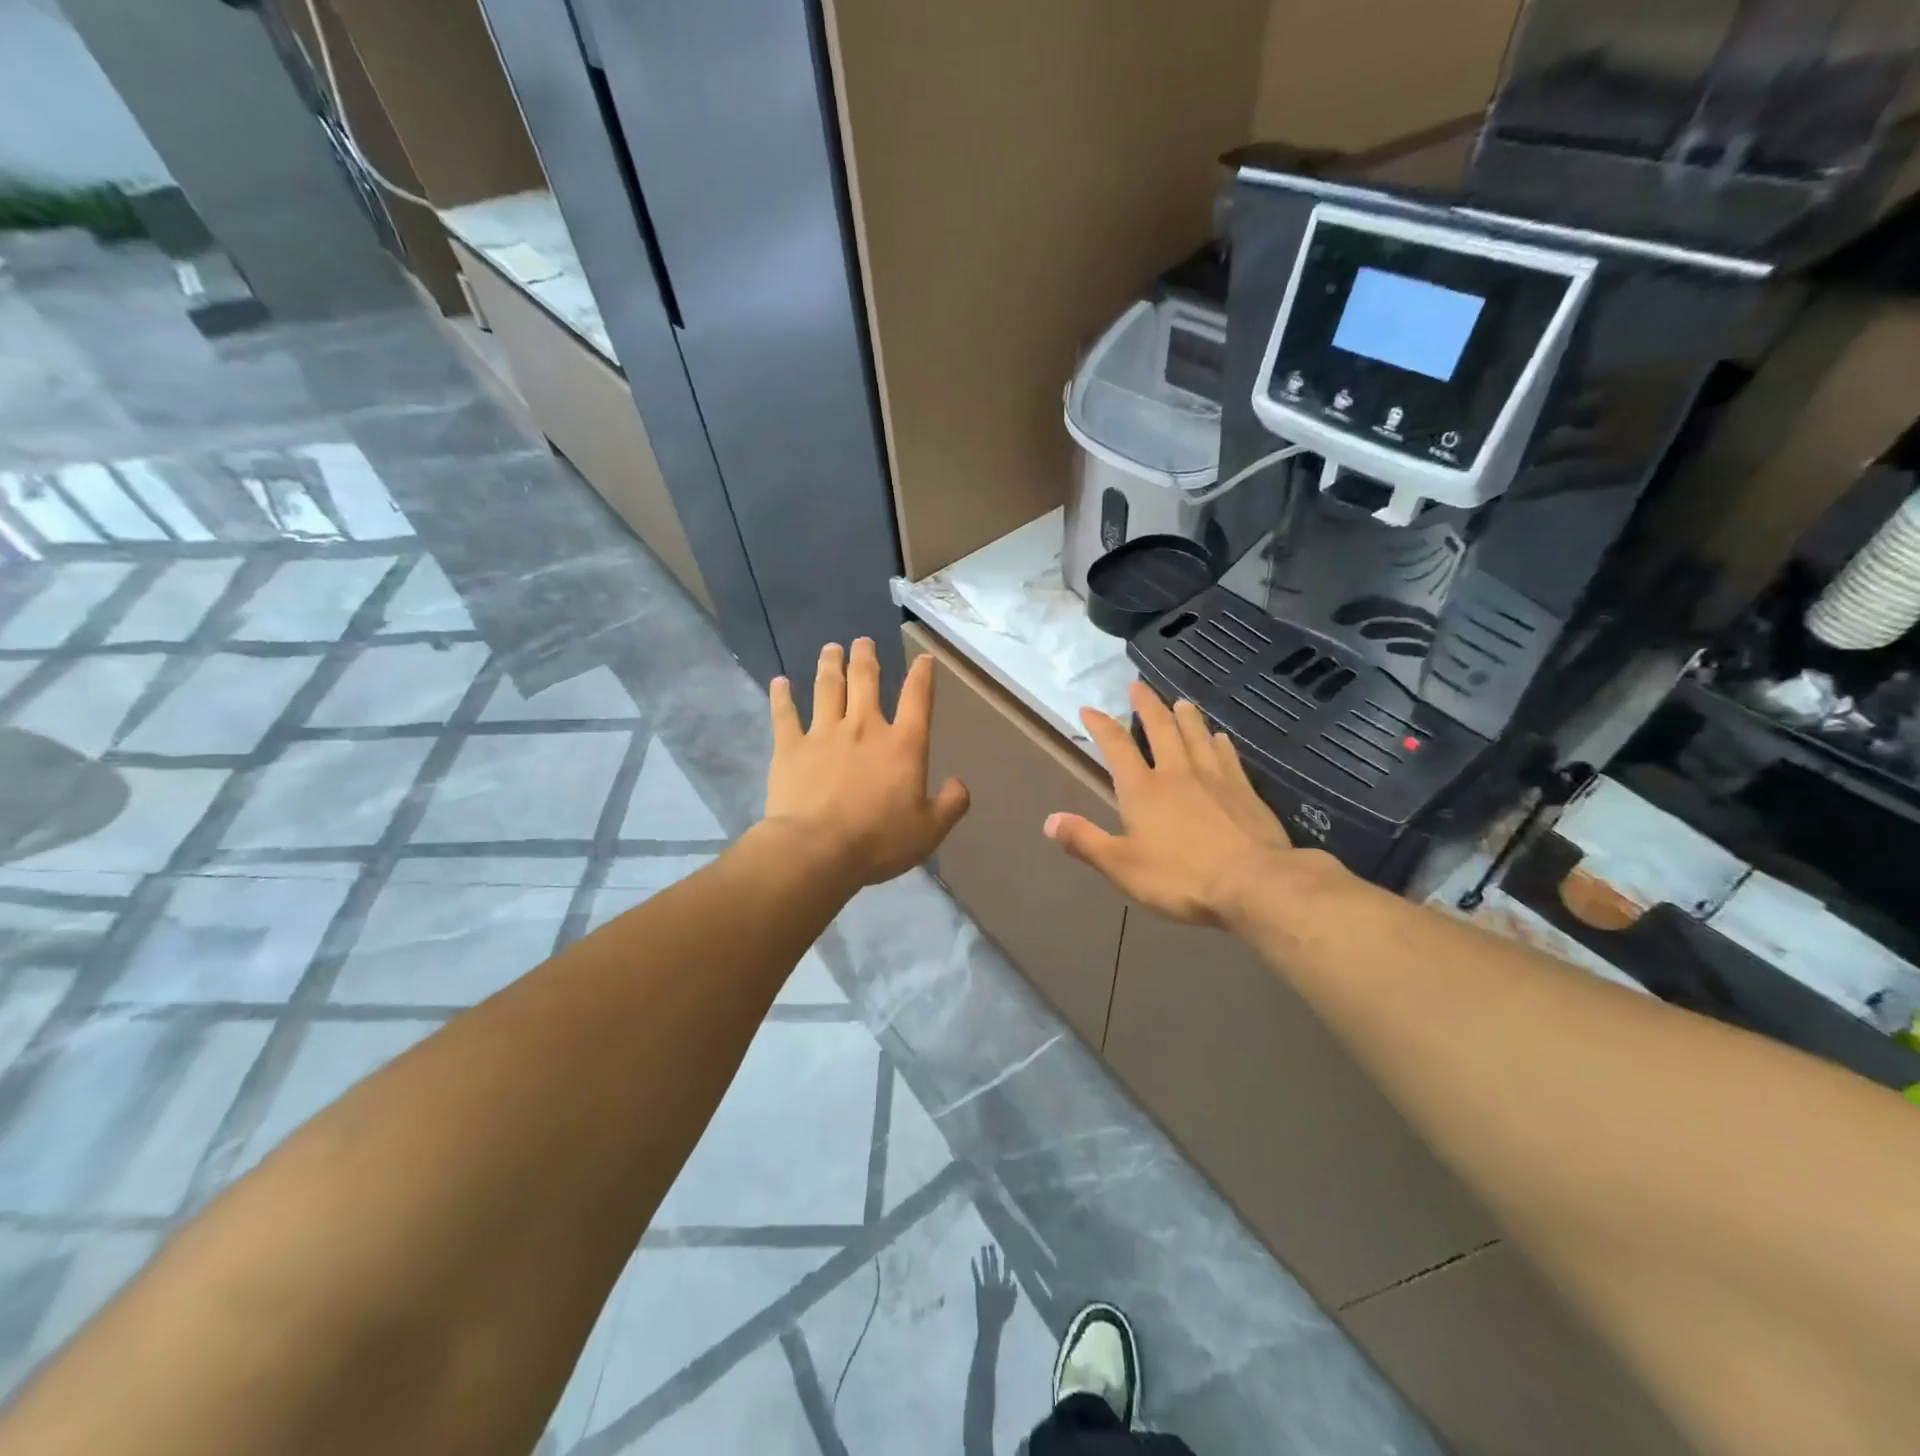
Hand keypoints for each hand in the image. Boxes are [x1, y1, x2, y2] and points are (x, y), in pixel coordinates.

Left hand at [763, 640, 969, 887]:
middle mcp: (864, 728)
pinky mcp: (790, 747)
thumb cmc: (878, 841)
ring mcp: (824, 733)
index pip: (917, 700)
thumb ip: (951, 804)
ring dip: (830, 665)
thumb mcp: (930, 830)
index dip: (922, 676)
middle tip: (862, 641)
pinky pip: (784, 714)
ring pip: (827, 688)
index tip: (923, 659)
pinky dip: (781, 696)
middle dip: (865, 657)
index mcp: (902, 745)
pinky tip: (779, 682)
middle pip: (865, 681)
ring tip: (830, 649)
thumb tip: (960, 784)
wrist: (817, 849)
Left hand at [971, 1245, 1017, 1328]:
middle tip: (991, 1243)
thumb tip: (1015, 1281)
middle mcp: (995, 1283)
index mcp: (1004, 1287)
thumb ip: (1014, 1294)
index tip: (1006, 1252)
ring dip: (985, 1257)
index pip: (1006, 1271)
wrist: (991, 1326)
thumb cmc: (1002, 1317)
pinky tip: (972, 1258)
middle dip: (993, 1254)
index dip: (1006, 1262)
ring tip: (983, 1246)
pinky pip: (976, 1275)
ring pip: (986, 1267)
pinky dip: (974, 1267)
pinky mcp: (979, 1288)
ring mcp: (986, 1284)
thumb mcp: (1011, 1306)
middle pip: (994, 1265)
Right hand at [1045, 681, 1317, 924]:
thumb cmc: (1180, 877)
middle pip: (1160, 730)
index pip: (1117, 748)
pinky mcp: (1244, 791)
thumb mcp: (1121, 866)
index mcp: (1143, 790)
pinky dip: (1220, 742)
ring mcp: (1214, 778)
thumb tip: (1049, 820)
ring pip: (1197, 736)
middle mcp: (1177, 773)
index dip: (1101, 726)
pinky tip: (1220, 737)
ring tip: (1180, 702)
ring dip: (1185, 717)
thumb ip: (1085, 841)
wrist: (1253, 883)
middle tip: (1138, 685)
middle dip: (1147, 706)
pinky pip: (1228, 756)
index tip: (1089, 709)